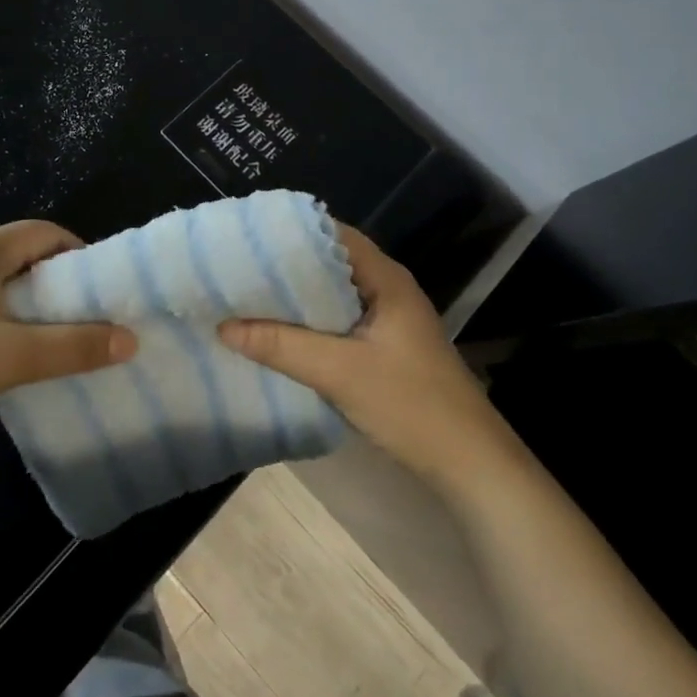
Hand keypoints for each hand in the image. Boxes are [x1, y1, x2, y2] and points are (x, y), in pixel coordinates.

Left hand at [0, 220, 136, 429]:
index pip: (45, 232)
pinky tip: (3, 348)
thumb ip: (75, 347)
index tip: (100, 288)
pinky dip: (0, 312)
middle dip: (56, 280)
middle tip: (82, 314)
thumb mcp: (15, 355)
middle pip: (22, 253)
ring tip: (49, 334)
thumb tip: (131, 340)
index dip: (78, 253)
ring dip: (27, 299)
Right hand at [218, 224, 505, 488]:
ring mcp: (387, 319)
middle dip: (286, 264)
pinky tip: (278, 333)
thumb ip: (281, 346)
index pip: (333, 233)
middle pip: (330, 262)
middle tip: (238, 267)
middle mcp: (387, 289)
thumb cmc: (411, 406)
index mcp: (386, 278)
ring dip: (296, 296)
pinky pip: (338, 321)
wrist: (471, 465)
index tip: (249, 236)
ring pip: (332, 294)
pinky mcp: (384, 347)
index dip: (292, 231)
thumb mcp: (340, 373)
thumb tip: (224, 326)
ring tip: (248, 295)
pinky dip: (309, 321)